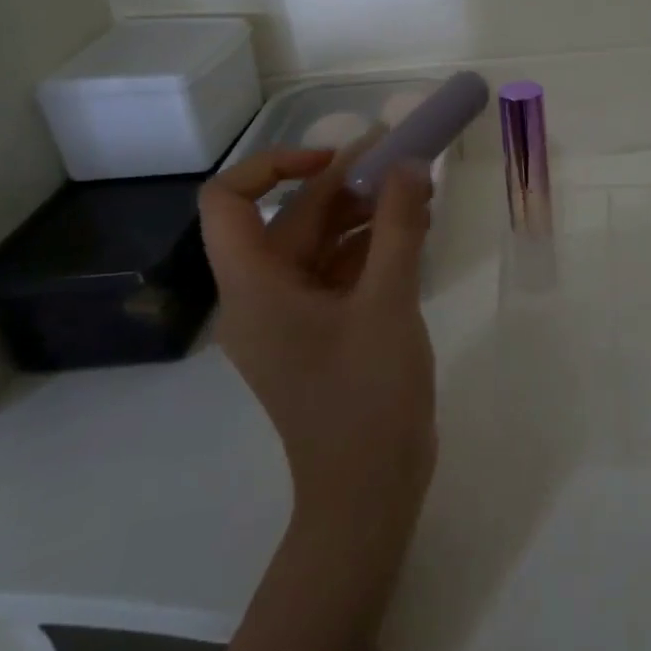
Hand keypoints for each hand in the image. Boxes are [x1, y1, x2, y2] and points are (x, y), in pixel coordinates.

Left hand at [200, 146, 437, 540]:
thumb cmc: (367, 397)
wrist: (369, 491)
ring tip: (420, 193)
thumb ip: (398, 227)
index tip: (339, 159)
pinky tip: (416, 233)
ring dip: (367, 215)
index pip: (231, 201)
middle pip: (292, 219)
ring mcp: (293, 317)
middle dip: (346, 185)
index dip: (276, 165)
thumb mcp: (388, 303)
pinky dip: (374, 248)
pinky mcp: (322, 333)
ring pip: (322, 244)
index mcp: (255, 287)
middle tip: (403, 160)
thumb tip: (407, 165)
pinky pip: (340, 273)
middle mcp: (263, 296)